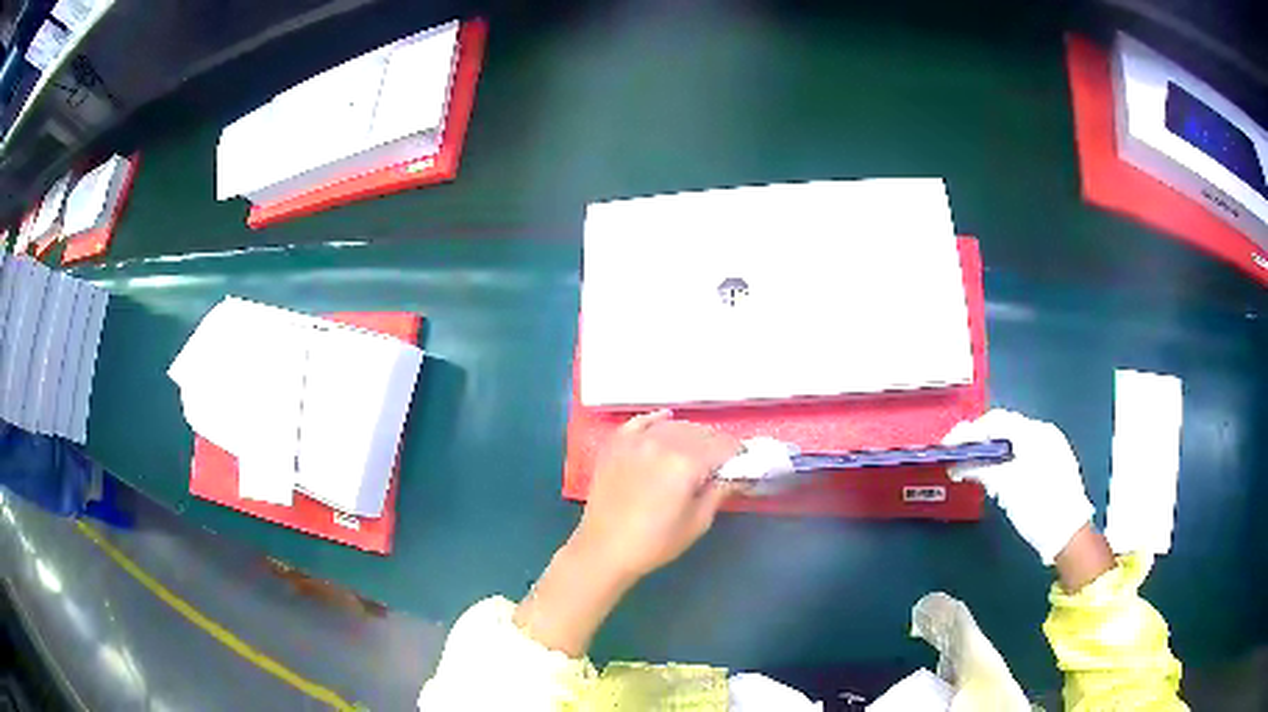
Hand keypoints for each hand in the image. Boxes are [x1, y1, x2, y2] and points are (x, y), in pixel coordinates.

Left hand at [514, 411, 740, 656]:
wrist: (603, 550)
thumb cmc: (655, 543)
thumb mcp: (697, 522)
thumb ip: (719, 491)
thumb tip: (735, 475)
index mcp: (685, 463)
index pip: (722, 446)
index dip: (737, 453)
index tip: (744, 461)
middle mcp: (661, 443)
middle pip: (699, 432)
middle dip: (716, 443)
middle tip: (724, 459)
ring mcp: (635, 441)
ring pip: (673, 425)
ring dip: (691, 433)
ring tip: (699, 448)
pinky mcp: (616, 445)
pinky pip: (640, 422)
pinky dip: (657, 420)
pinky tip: (666, 418)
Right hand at [944, 409, 1093, 564]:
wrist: (1069, 534)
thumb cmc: (1038, 508)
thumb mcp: (1007, 488)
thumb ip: (982, 469)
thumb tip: (958, 463)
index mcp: (1035, 433)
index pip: (996, 421)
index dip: (970, 431)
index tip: (949, 445)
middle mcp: (1045, 433)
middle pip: (1006, 429)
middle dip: (980, 441)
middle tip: (958, 456)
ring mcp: (1053, 448)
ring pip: (1015, 441)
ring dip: (993, 451)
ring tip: (974, 467)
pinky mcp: (1055, 463)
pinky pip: (1025, 452)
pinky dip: (1007, 459)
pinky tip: (997, 474)